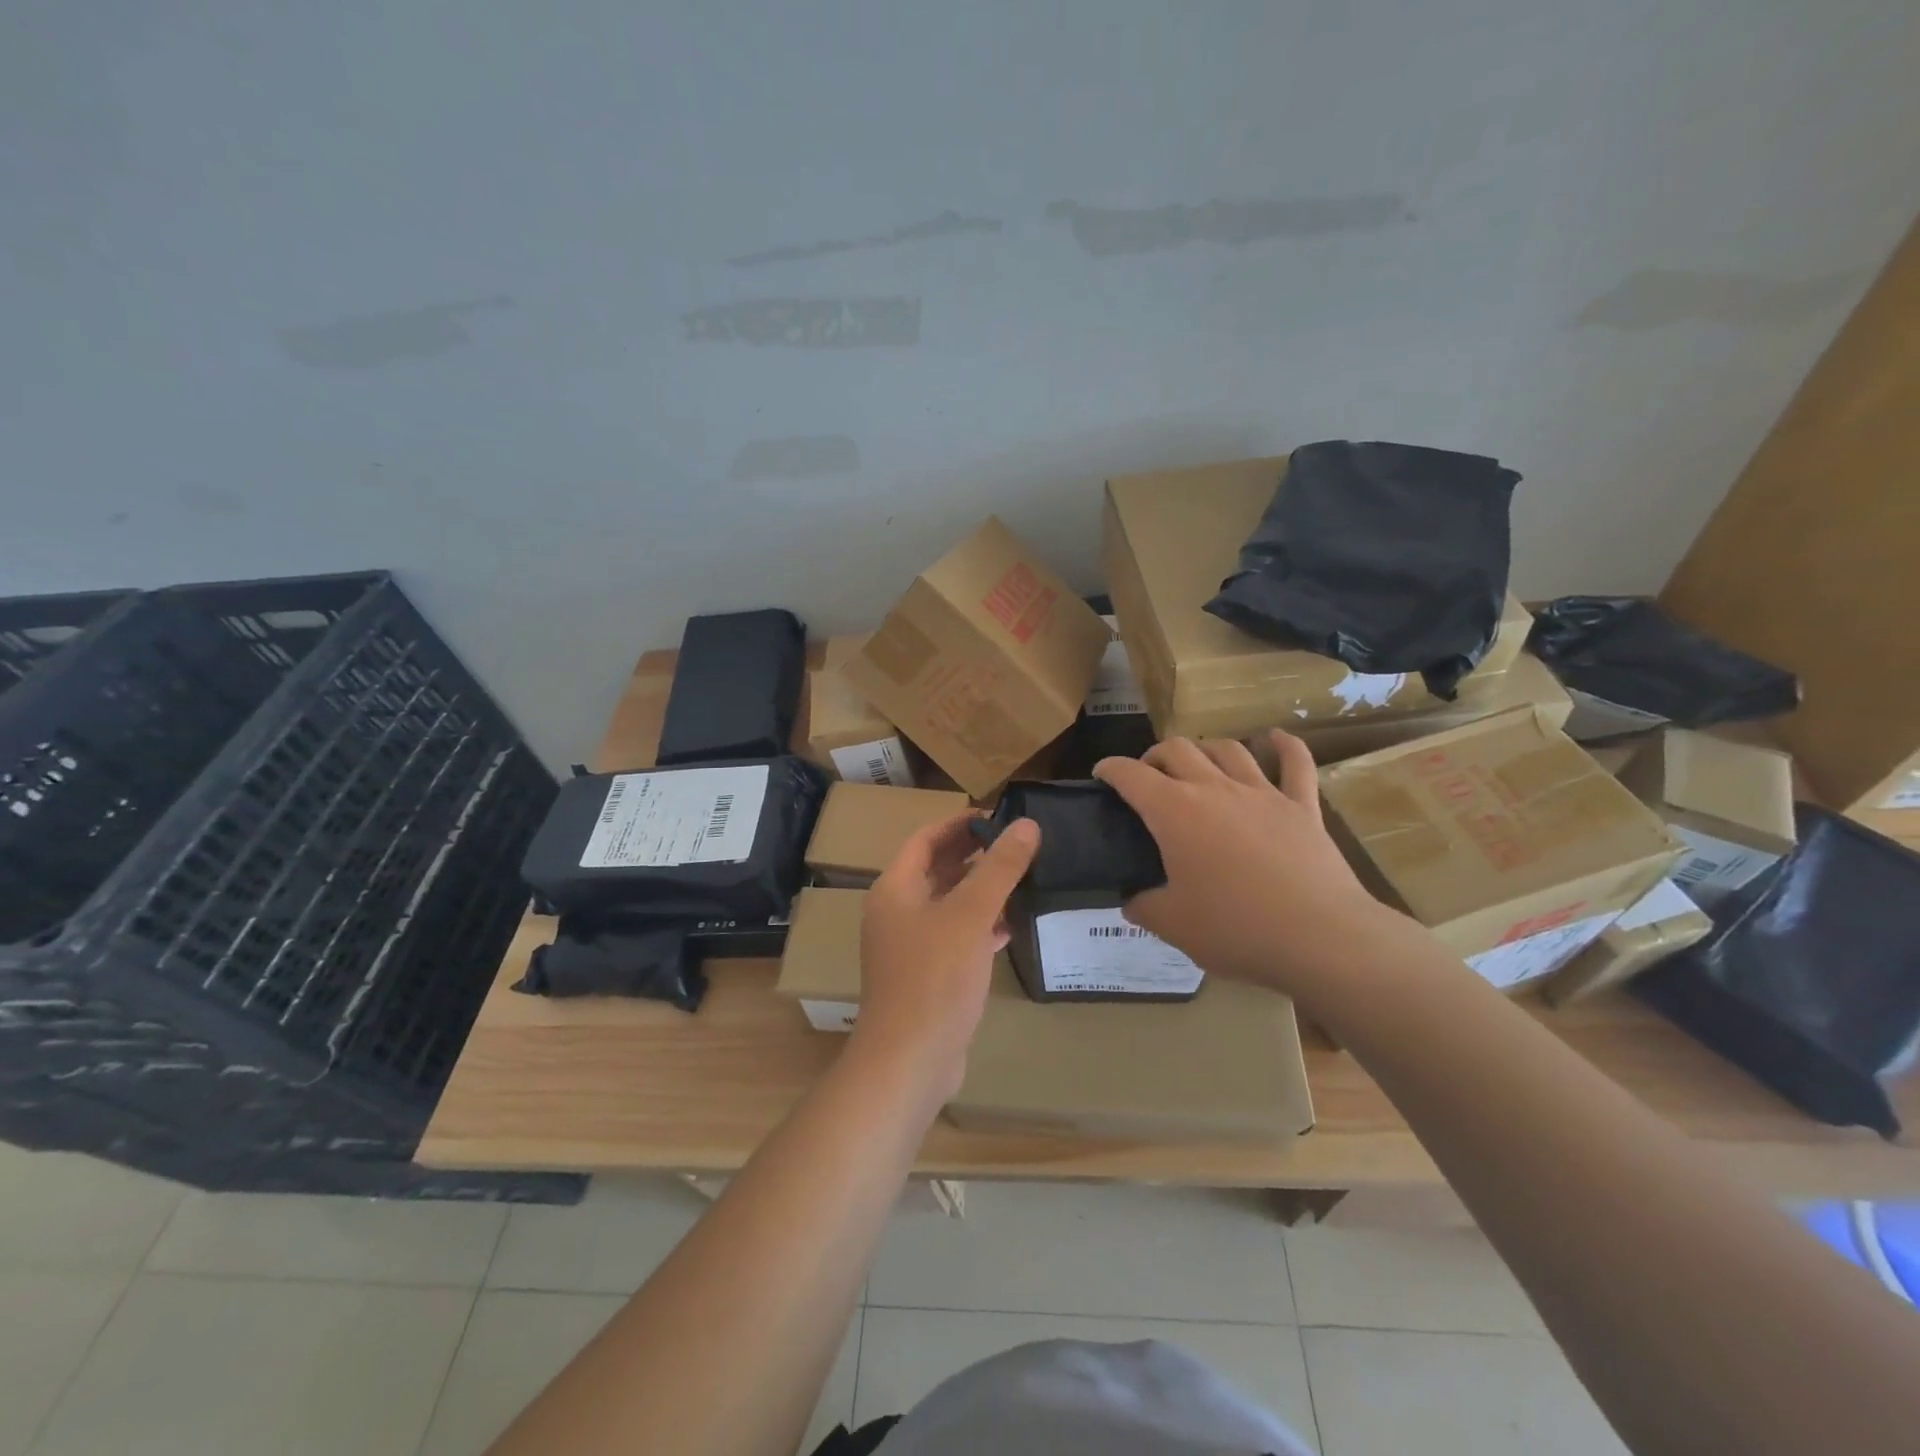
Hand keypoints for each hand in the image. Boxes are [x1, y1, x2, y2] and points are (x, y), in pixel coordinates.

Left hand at [852, 811, 1040, 1100]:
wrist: (910, 1061)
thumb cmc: (935, 977)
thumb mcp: (970, 915)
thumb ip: (999, 868)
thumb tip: (1027, 825)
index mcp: (895, 889)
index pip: (926, 839)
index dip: (959, 823)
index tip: (998, 816)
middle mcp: (897, 913)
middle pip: (937, 870)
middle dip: (975, 855)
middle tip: (1018, 844)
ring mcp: (910, 947)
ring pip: (949, 905)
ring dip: (981, 891)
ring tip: (1023, 878)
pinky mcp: (928, 975)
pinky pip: (956, 937)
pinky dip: (980, 927)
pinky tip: (1011, 926)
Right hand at [1094, 732, 1385, 992]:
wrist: (1319, 937)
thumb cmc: (1235, 929)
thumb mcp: (1172, 925)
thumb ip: (1143, 906)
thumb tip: (1132, 900)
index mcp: (1174, 812)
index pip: (1131, 775)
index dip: (1110, 769)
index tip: (1101, 774)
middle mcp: (1214, 789)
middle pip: (1178, 749)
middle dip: (1155, 755)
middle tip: (1149, 776)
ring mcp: (1262, 793)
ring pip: (1228, 749)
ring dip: (1206, 749)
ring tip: (1198, 762)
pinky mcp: (1302, 806)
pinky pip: (1296, 764)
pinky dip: (1285, 746)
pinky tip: (1276, 738)